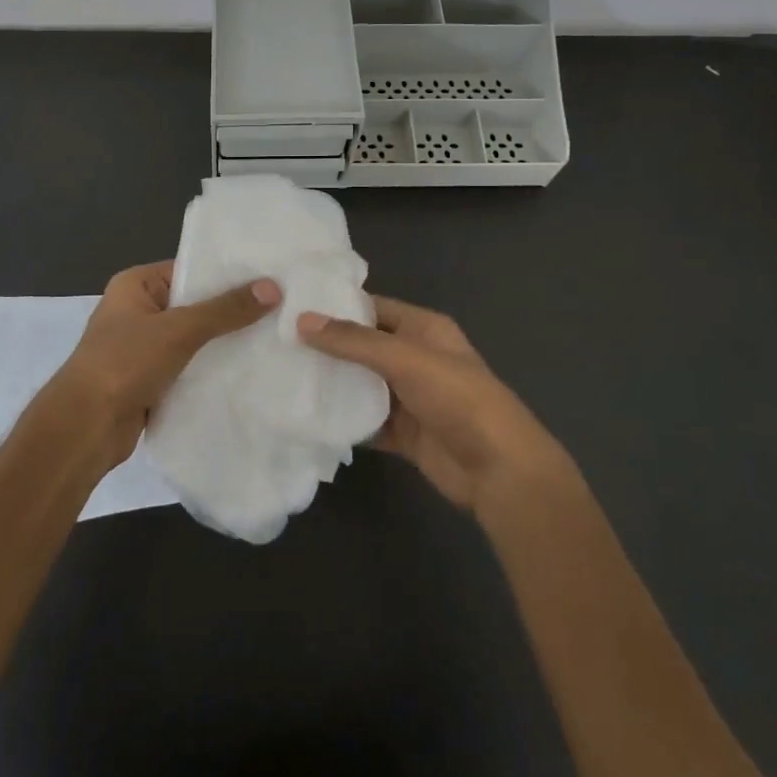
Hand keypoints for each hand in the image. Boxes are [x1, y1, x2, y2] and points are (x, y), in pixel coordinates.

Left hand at [46, 260, 279, 471]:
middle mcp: (138, 310)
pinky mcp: (149, 379)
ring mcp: (142, 347)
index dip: (227, 274)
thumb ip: (225, 310)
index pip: (189, 269)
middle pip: (193, 304)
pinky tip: (247, 371)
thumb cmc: (124, 363)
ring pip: (193, 339)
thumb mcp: (178, 330)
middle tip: (281, 308)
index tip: (269, 277)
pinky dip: (210, 369)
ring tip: (273, 338)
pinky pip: (188, 366)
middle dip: (230, 311)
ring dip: (222, 343)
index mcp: (135, 284)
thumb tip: (273, 287)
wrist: (85, 427)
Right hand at [297, 295, 574, 517]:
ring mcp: (410, 397)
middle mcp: (415, 357)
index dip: (335, 306)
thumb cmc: (458, 399)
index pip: (372, 308)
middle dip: (327, 346)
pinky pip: (367, 420)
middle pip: (363, 346)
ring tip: (282, 376)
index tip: (291, 307)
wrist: (499, 470)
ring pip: (362, 384)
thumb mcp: (406, 359)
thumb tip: (302, 321)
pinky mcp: (405, 433)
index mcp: (424, 329)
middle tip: (277, 343)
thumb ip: (354, 341)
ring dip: (332, 384)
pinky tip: (308, 417)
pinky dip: (344, 420)